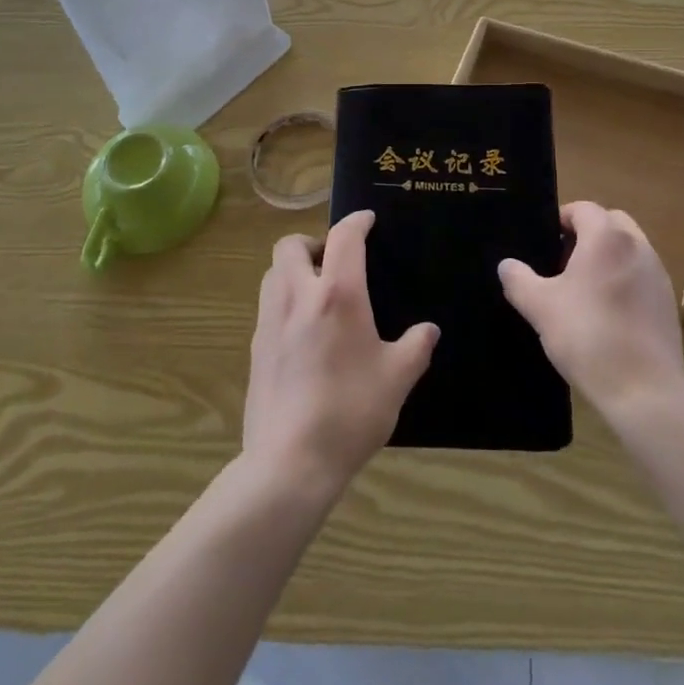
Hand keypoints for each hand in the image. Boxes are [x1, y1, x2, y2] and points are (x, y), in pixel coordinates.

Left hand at [243, 210, 438, 497]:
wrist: (289, 463)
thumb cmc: (350, 413)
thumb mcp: (397, 379)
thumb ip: (416, 347)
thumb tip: (428, 331)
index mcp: (337, 294)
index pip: (343, 237)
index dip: (357, 221)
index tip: (368, 221)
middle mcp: (298, 296)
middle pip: (290, 244)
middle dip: (312, 241)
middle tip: (334, 262)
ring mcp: (270, 321)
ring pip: (273, 273)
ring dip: (293, 269)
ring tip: (318, 293)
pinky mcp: (255, 348)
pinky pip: (267, 306)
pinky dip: (284, 301)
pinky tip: (303, 332)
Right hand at [499, 202, 683, 419]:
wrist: (644, 391)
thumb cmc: (587, 336)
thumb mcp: (539, 307)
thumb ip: (518, 279)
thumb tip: (507, 265)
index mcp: (606, 237)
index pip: (583, 209)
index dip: (561, 219)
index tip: (545, 242)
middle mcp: (637, 246)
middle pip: (611, 222)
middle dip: (587, 234)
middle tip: (563, 262)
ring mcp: (658, 274)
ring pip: (629, 248)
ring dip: (608, 257)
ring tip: (584, 290)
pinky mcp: (668, 302)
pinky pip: (642, 276)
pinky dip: (625, 281)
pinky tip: (608, 314)